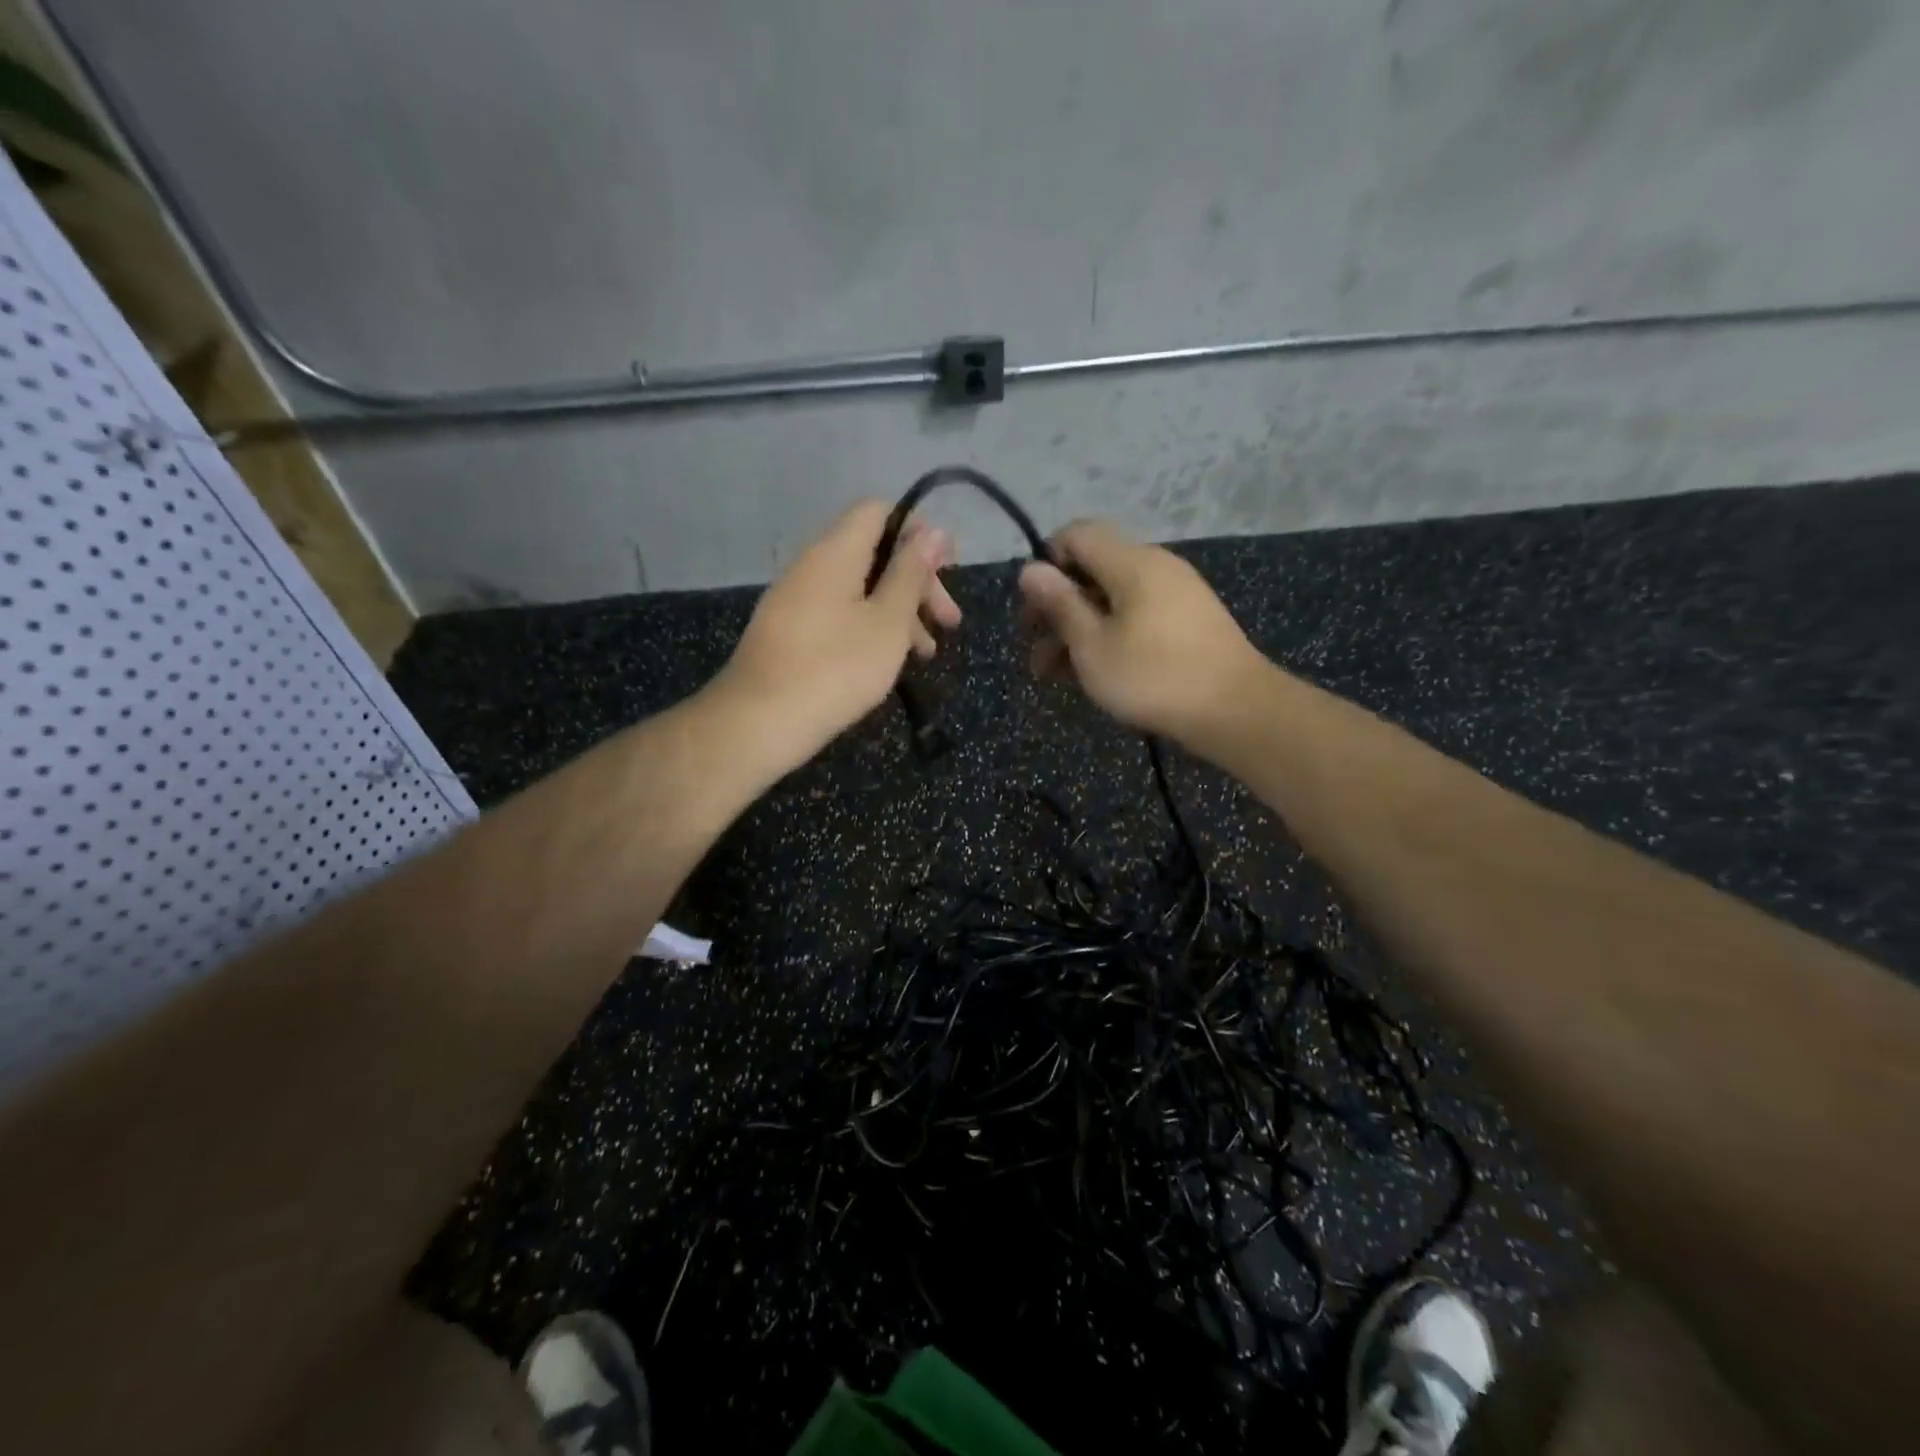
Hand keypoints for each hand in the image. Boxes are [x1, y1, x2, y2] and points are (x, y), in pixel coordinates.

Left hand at [718, 500, 961, 768]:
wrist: (759, 722)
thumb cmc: (836, 668)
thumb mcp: (888, 621)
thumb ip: (911, 574)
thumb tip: (933, 531)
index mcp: (835, 552)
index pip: (879, 512)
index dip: (918, 531)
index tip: (948, 568)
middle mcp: (812, 565)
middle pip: (874, 553)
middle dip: (917, 582)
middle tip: (949, 621)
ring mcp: (797, 600)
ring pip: (859, 589)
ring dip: (899, 612)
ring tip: (927, 654)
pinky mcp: (790, 632)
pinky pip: (839, 614)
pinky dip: (871, 628)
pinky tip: (889, 663)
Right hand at [1017, 520, 1260, 744]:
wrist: (1236, 711)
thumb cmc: (1154, 677)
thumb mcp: (1093, 646)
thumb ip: (1060, 605)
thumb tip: (1030, 568)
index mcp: (1131, 563)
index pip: (1077, 534)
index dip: (1047, 564)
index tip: (1033, 609)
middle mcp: (1156, 567)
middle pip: (1093, 570)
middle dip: (1058, 608)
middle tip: (1034, 650)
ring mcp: (1176, 594)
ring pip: (1112, 600)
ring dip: (1079, 631)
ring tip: (1054, 675)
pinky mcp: (1188, 622)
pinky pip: (1136, 616)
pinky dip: (1109, 637)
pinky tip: (1094, 674)